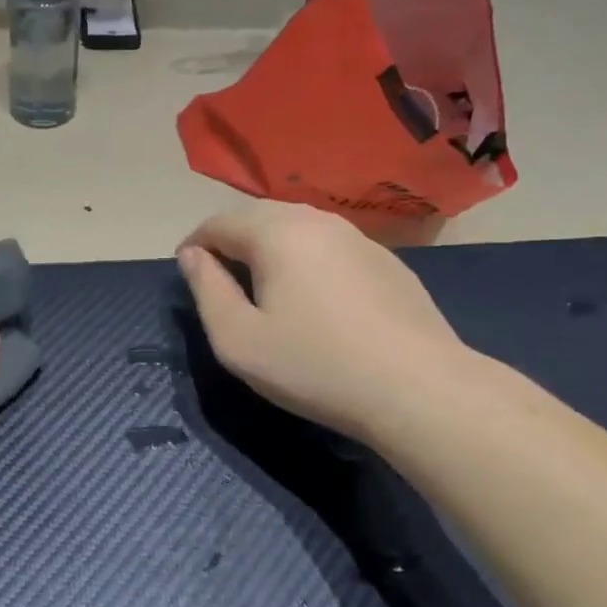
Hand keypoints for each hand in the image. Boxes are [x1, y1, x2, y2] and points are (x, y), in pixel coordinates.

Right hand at [177, 202, 467, 443]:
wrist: (419, 388)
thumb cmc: (314, 365)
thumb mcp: (237, 339)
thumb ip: (206, 290)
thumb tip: (191, 256)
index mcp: (276, 232)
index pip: (218, 222)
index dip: (194, 245)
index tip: (187, 275)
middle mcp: (317, 220)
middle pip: (258, 217)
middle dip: (230, 242)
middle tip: (220, 282)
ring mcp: (358, 237)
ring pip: (296, 228)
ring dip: (268, 249)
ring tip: (262, 288)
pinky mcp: (386, 261)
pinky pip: (328, 247)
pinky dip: (306, 260)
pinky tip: (313, 299)